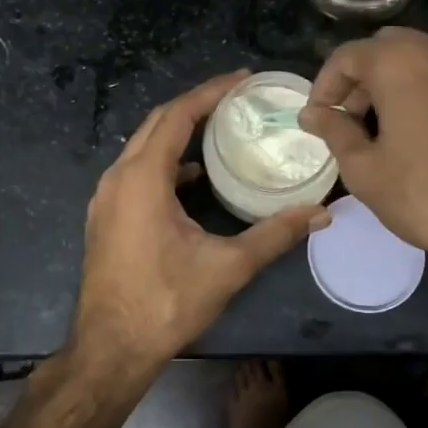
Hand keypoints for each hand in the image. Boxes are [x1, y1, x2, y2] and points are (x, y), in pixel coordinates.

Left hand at [73, 71, 325, 374]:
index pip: (177, 116)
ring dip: (178, 131)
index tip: (243, 78)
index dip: (210, 92)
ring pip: (143, 146)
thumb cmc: (166, 302)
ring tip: (218, 126)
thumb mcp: (227, 266)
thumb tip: (321, 213)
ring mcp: (106, 197)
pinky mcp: (105, 217)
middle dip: (196, 104)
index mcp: (143, 178)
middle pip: (157, 123)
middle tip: (236, 96)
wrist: (109, 349)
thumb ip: (275, 235)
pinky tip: (193, 178)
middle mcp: (118, 177)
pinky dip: (165, 161)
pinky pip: (136, 170)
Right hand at [300, 28, 427, 279]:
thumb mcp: (365, 170)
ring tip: (393, 125)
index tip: (319, 116)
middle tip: (353, 118)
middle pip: (389, 48)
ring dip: (402, 82)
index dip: (325, 84)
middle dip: (364, 77)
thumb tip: (312, 114)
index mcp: (401, 62)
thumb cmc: (427, 196)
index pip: (347, 55)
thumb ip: (334, 131)